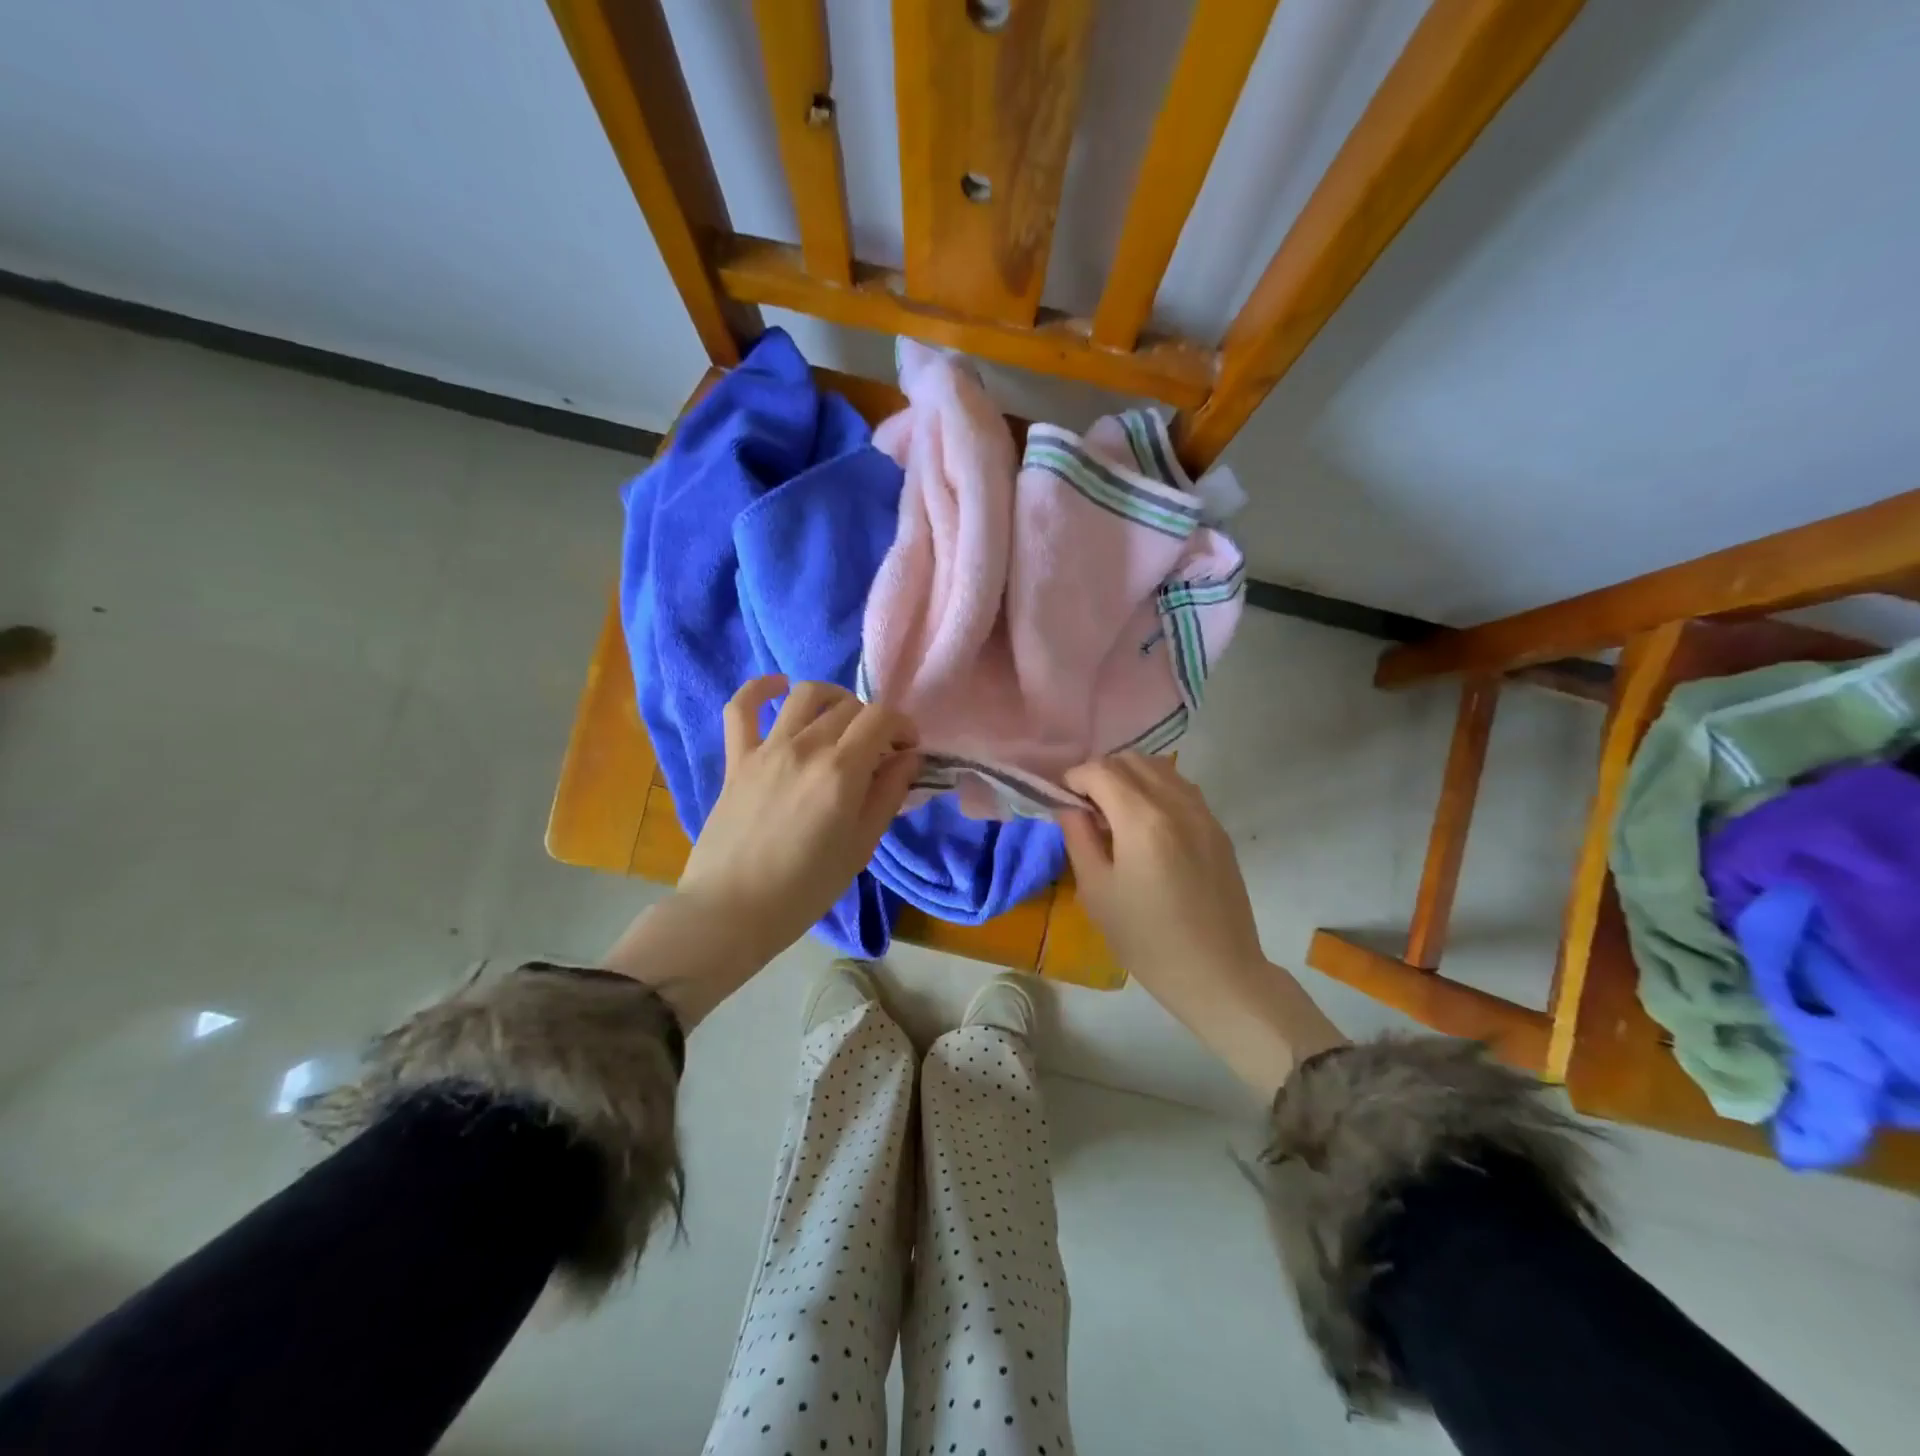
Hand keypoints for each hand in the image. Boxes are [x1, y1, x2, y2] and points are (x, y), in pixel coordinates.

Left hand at [605, 677, 920, 1028]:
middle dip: (874, 722)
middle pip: (850, 707)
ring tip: (841, 721)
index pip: (882, 718)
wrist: (732, 911)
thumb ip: (888, 794)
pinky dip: (761, 688)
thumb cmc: (805, 888)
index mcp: (841, 772)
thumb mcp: (861, 846)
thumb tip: (909, 757)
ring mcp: (767, 749)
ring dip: (833, 699)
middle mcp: (805, 747)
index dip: (903, 726)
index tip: (908, 749)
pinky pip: (742, 707)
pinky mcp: (737, 758)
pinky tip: (778, 688)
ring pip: (805, 695)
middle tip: (878, 752)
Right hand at [1060, 754, 1264, 997]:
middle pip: (1130, 761)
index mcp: (1142, 819)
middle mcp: (1175, 803)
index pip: (1100, 770)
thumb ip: (1078, 838)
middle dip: (1100, 774)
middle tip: (1085, 808)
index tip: (1062, 802)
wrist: (1217, 973)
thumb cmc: (1146, 938)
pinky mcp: (1217, 828)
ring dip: (1129, 777)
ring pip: (1159, 768)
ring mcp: (1203, 813)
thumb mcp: (1097, 891)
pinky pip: (1181, 788)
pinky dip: (1156, 789)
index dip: (1074, 778)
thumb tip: (1068, 807)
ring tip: (1115, 813)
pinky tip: (1146, 824)